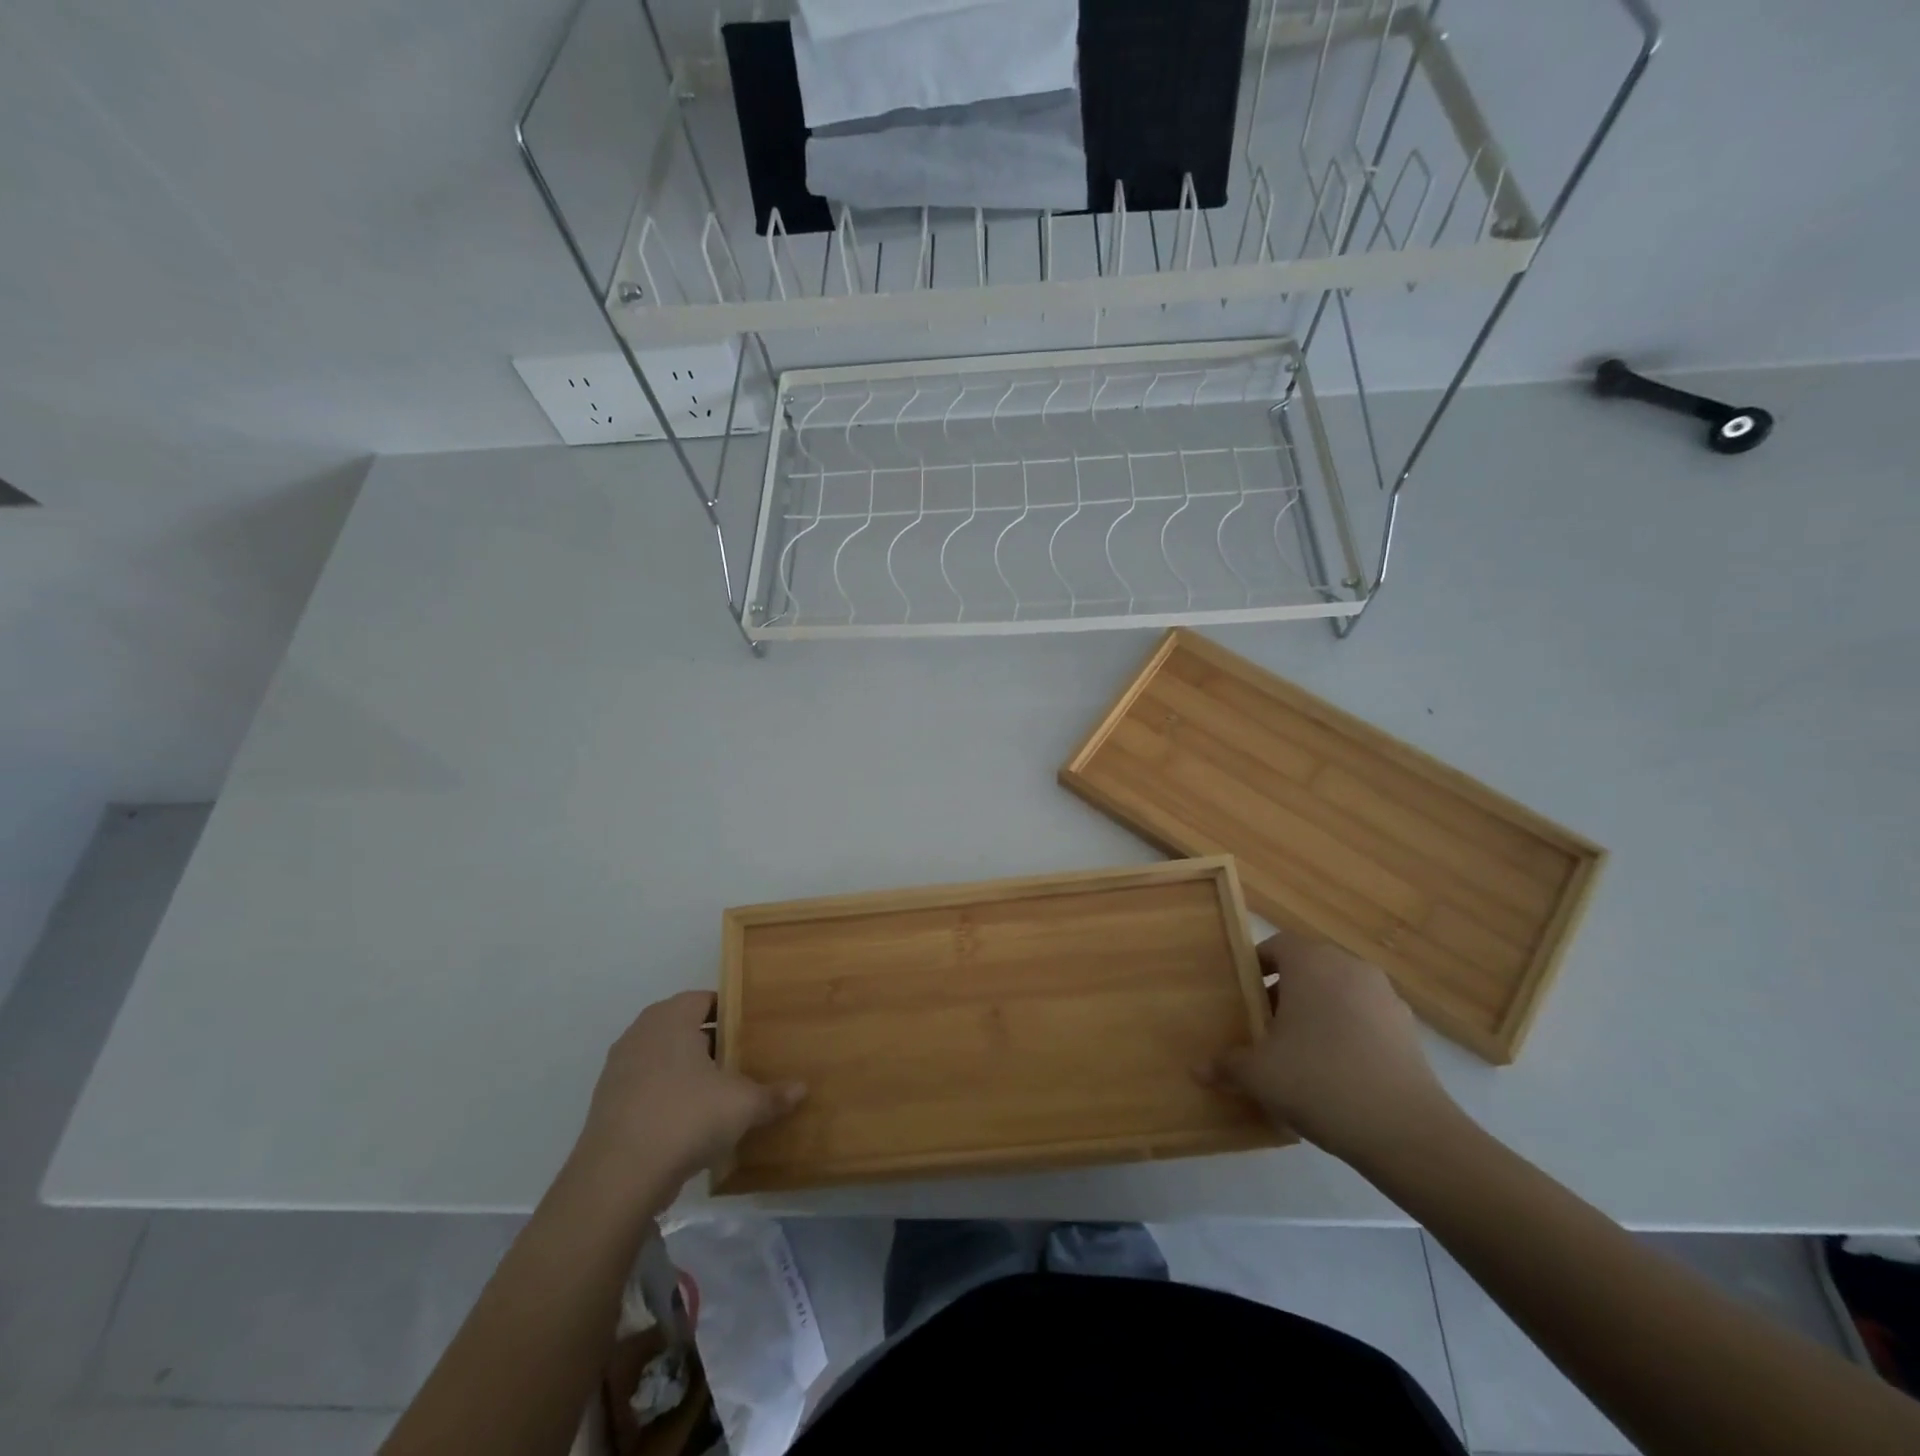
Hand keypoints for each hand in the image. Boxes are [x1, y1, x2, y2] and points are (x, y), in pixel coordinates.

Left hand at [573, 991, 804, 1192]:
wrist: (617, 1179)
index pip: (705, 999)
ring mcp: (618, 1069)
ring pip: (662, 1058)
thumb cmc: (686, 1117)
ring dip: (686, 1070)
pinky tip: (688, 1121)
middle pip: (682, 1027)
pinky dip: (666, 1095)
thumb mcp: (742, 1105)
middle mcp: (641, 1033)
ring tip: (718, 1091)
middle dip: (711, 1041)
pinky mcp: (606, 1104)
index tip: (752, 1029)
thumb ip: (773, 1095)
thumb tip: (803, 1089)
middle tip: (741, 1059)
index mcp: (671, 1018)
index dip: (730, 1012)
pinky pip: (646, 1087)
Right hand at [1198, 931, 1458, 1164]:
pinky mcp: (1409, 1029)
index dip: (1256, 966)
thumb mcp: (1259, 1075)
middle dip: (1285, 991)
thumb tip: (1198, 1070)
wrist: (1407, 1131)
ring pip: (1339, 992)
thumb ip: (1227, 1064)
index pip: (1277, 945)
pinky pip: (1365, 1018)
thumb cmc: (1319, 1081)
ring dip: (1318, 1011)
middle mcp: (1349, 968)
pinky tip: (1336, 1071)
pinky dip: (1348, 1032)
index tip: (1243, 995)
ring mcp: (1385, 997)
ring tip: (1300, 1051)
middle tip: (1265, 1025)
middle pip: (1309, 967)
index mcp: (1311, 963)